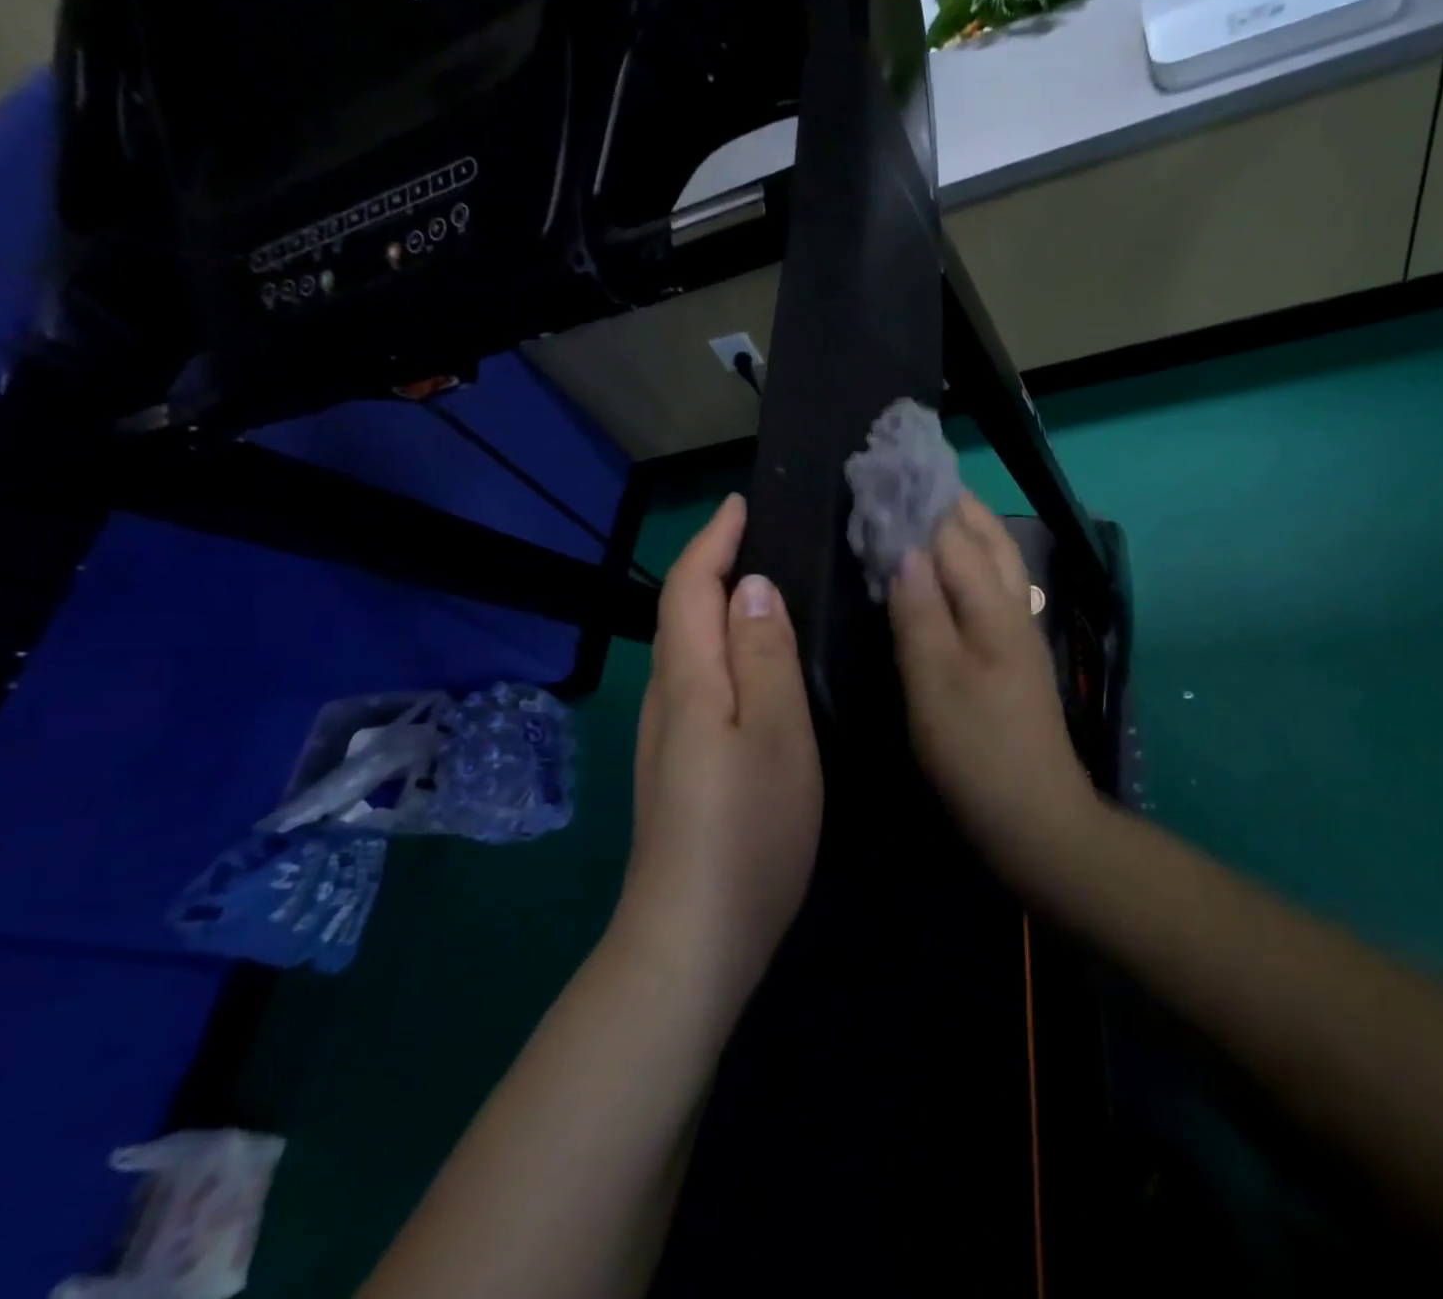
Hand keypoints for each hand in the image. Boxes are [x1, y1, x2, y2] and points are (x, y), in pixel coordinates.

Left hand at [620, 493, 821, 1014]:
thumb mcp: (775, 733)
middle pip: (683, 615)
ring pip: (690, 651)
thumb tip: (752, 586)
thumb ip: (764, 655)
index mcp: (690, 680)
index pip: (691, 588)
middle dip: (713, 566)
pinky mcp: (678, 768)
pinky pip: (699, 684)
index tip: (740, 504)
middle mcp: (668, 699)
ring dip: (717, 608)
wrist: (692, 939)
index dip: (712, 541)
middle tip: (762, 539)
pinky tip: (754, 669)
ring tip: (766, 591)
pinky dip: (723, 652)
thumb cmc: (747, 830)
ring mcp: (667, 738)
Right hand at [888, 493, 1095, 867]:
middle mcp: (1013, 606)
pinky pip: (991, 588)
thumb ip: (920, 611)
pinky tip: (949, 572)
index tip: (889, 466)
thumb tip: (906, 547)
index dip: (922, 499)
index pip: (954, 533)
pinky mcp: (1014, 655)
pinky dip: (968, 563)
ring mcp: (1018, 631)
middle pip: (986, 536)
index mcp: (992, 605)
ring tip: (927, 510)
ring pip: (996, 560)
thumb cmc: (977, 750)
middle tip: (909, 478)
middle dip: (951, 502)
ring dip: (965, 528)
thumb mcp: (935, 680)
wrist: (1035, 816)